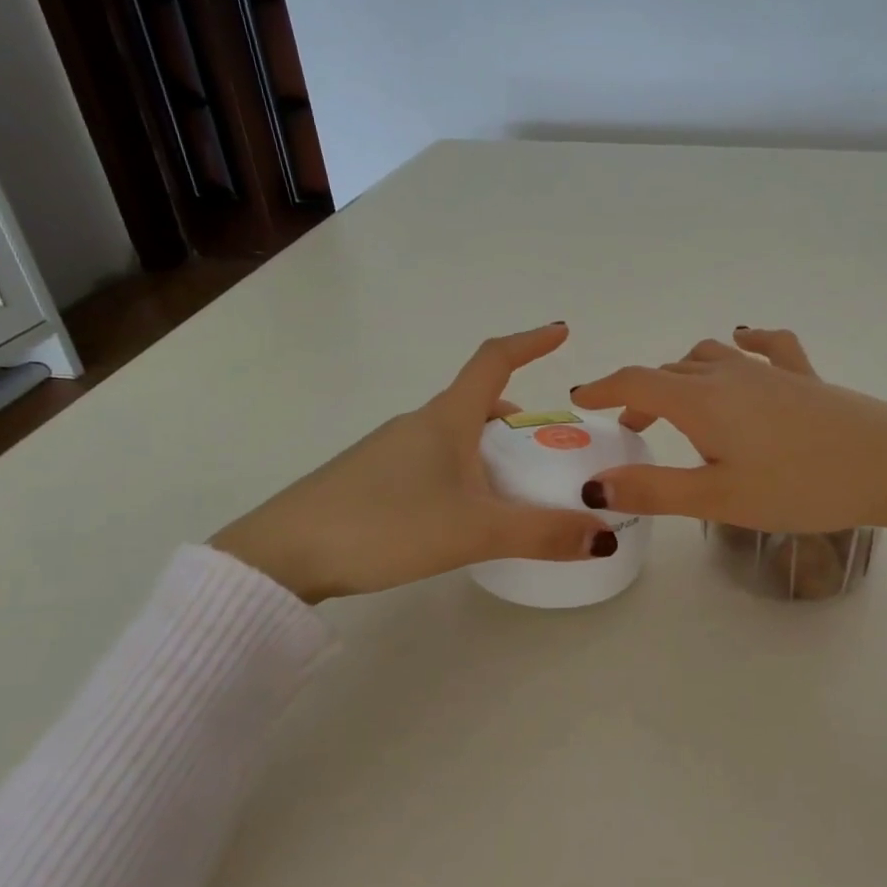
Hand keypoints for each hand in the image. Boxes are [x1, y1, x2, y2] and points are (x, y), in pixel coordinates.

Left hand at [213, 324, 615, 601]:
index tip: (562, 331)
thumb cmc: (385, 525)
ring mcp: (391, 450)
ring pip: (457, 436)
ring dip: (493, 449)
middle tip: (552, 450)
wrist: (281, 555)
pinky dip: (465, 471)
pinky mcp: (372, 478)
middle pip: (480, 403)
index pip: (494, 360)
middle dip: (520, 418)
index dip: (530, 342)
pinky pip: (435, 461)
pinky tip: (466, 513)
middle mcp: (420, 424)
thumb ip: (542, 533)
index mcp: (447, 419)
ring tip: (517, 489)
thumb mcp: (474, 531)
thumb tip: (605, 536)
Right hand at [570, 329, 886, 532]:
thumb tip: (595, 483)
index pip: (636, 382)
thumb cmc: (798, 485)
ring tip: (680, 405)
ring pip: (710, 357)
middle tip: (635, 432)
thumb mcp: (718, 498)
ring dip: (684, 375)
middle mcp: (728, 374)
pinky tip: (743, 341)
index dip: (605, 389)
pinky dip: (744, 343)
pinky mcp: (803, 375)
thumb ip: (654, 490)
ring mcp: (768, 370)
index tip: (583, 401)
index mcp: (701, 401)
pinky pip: (766, 346)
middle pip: (670, 372)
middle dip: (643, 396)